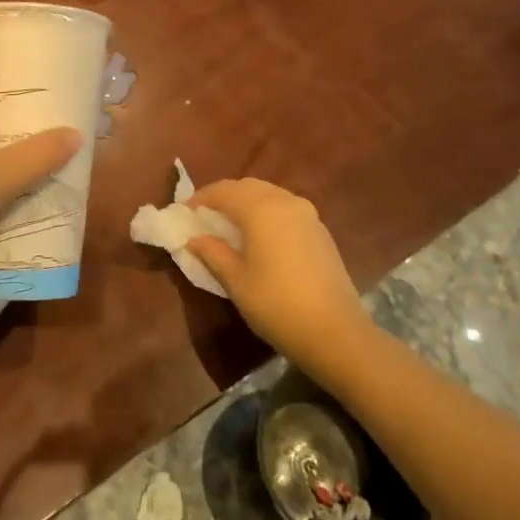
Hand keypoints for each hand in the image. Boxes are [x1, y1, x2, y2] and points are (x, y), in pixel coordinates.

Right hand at [188, 179, 370, 374]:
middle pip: (247, 187)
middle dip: (223, 197)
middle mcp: (285, 201)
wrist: (335, 332)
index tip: (184, 213)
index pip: (223, 191)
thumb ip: (212, 253)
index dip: (200, 198)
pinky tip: (260, 236)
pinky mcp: (320, 230)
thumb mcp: (236, 280)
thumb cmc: (276, 304)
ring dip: (246, 202)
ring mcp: (307, 214)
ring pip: (269, 194)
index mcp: (260, 209)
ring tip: (230, 225)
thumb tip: (194, 239)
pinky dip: (266, 212)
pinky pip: (285, 208)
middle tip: (205, 217)